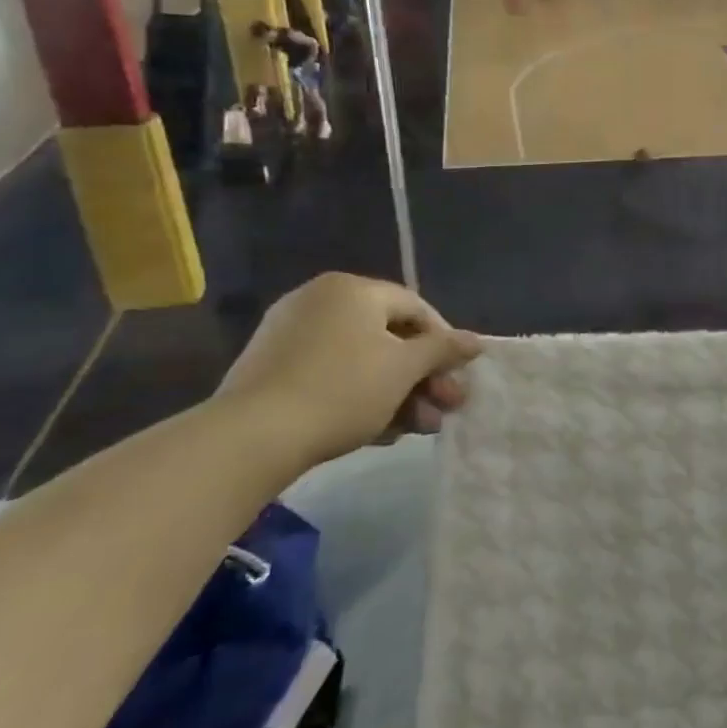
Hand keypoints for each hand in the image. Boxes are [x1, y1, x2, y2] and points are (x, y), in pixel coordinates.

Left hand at [214, 274, 482, 471]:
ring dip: (398, 393)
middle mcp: (320, 301)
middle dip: (423, 376)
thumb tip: (476, 341)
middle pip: (390, 337)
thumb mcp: (405, 368)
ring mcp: (291, 334)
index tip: (458, 376)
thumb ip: (444, 349)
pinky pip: (332, 374)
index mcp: (352, 290)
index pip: (416, 308)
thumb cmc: (343, 389)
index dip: (445, 342)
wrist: (251, 437)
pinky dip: (361, 397)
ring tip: (418, 428)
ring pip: (363, 361)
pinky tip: (381, 432)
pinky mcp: (272, 369)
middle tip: (446, 407)